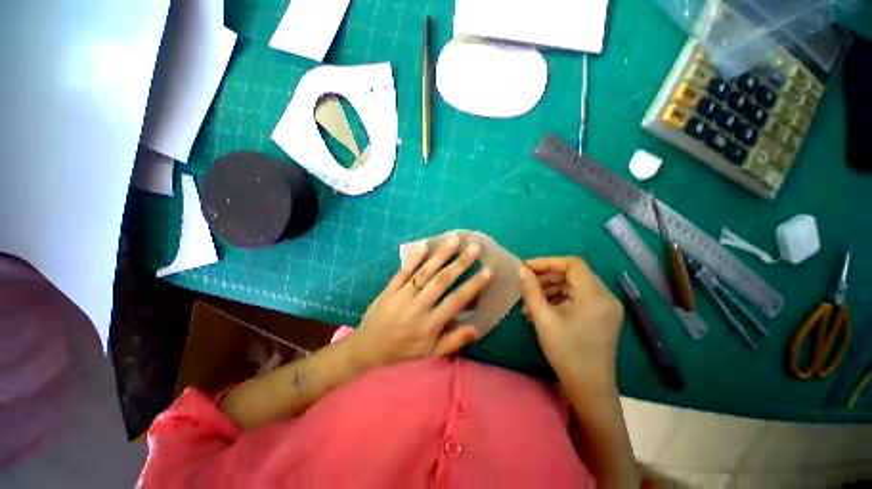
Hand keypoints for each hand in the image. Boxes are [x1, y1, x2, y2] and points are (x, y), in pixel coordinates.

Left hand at [349, 234, 491, 369]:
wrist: (368, 347)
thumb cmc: (403, 350)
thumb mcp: (430, 352)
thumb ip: (453, 341)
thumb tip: (476, 328)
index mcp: (430, 324)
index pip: (456, 301)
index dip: (473, 286)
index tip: (488, 270)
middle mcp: (418, 307)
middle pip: (442, 281)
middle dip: (460, 263)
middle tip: (475, 248)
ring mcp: (402, 295)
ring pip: (424, 272)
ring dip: (441, 255)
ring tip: (454, 239)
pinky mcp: (390, 288)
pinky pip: (403, 271)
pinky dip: (415, 258)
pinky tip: (425, 245)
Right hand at [519, 257, 622, 392]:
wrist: (589, 388)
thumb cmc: (566, 352)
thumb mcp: (543, 318)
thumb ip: (531, 290)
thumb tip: (522, 269)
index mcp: (595, 296)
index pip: (573, 264)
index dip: (547, 262)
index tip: (526, 268)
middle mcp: (605, 297)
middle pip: (573, 274)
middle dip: (546, 277)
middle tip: (526, 286)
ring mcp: (605, 308)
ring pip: (574, 286)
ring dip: (550, 289)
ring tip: (530, 303)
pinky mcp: (602, 317)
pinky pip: (578, 298)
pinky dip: (559, 299)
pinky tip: (542, 310)